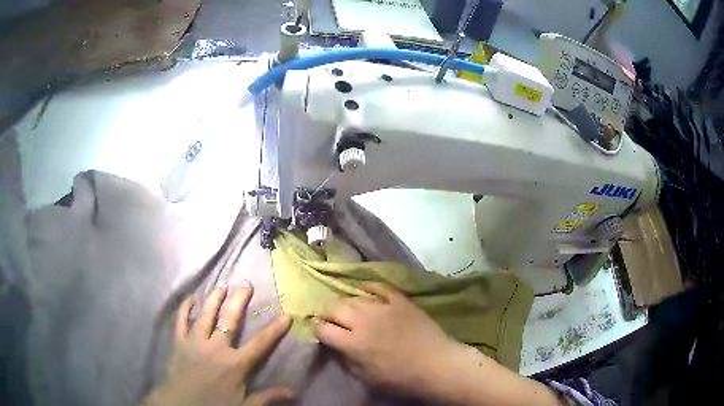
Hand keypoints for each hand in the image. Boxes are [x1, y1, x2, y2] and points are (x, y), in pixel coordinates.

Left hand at [144, 283, 293, 405]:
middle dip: (239, 301)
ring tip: (222, 284)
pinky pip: (182, 320)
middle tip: (245, 284)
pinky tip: (190, 298)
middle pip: (230, 320)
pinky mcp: (179, 341)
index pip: (260, 344)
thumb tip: (293, 392)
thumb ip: (267, 397)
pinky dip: (185, 308)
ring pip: (206, 315)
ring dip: (214, 298)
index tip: (285, 314)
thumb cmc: (216, 405)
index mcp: (235, 364)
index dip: (274, 330)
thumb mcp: (245, 405)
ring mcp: (196, 342)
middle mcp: (216, 348)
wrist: (183, 405)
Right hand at [312, 283, 460, 396]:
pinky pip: (379, 287)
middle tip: (330, 318)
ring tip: (348, 308)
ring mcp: (383, 307)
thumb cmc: (400, 378)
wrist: (436, 365)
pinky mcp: (400, 301)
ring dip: (346, 303)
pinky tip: (364, 289)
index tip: (318, 330)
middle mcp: (363, 321)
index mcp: (353, 343)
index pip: (322, 329)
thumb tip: (334, 346)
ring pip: (354, 297)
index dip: (316, 328)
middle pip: (333, 307)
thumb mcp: (366, 377)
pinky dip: (369, 287)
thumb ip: (346, 360)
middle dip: (327, 312)